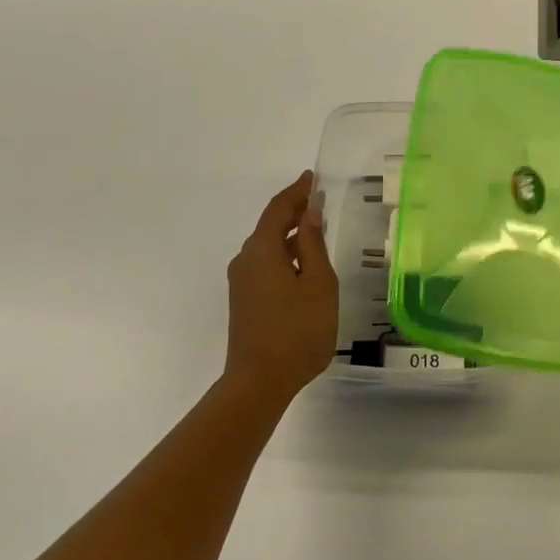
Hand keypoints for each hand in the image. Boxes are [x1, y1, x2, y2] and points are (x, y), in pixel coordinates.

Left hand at [224, 172, 338, 397]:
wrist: (259, 382)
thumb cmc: (298, 330)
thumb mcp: (318, 283)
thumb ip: (313, 244)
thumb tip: (310, 211)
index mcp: (262, 250)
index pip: (279, 209)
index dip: (297, 191)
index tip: (312, 177)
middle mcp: (245, 260)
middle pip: (269, 226)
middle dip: (293, 210)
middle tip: (317, 199)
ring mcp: (242, 282)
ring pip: (267, 247)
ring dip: (290, 235)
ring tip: (315, 229)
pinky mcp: (244, 301)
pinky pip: (265, 265)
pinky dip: (284, 254)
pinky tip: (302, 264)